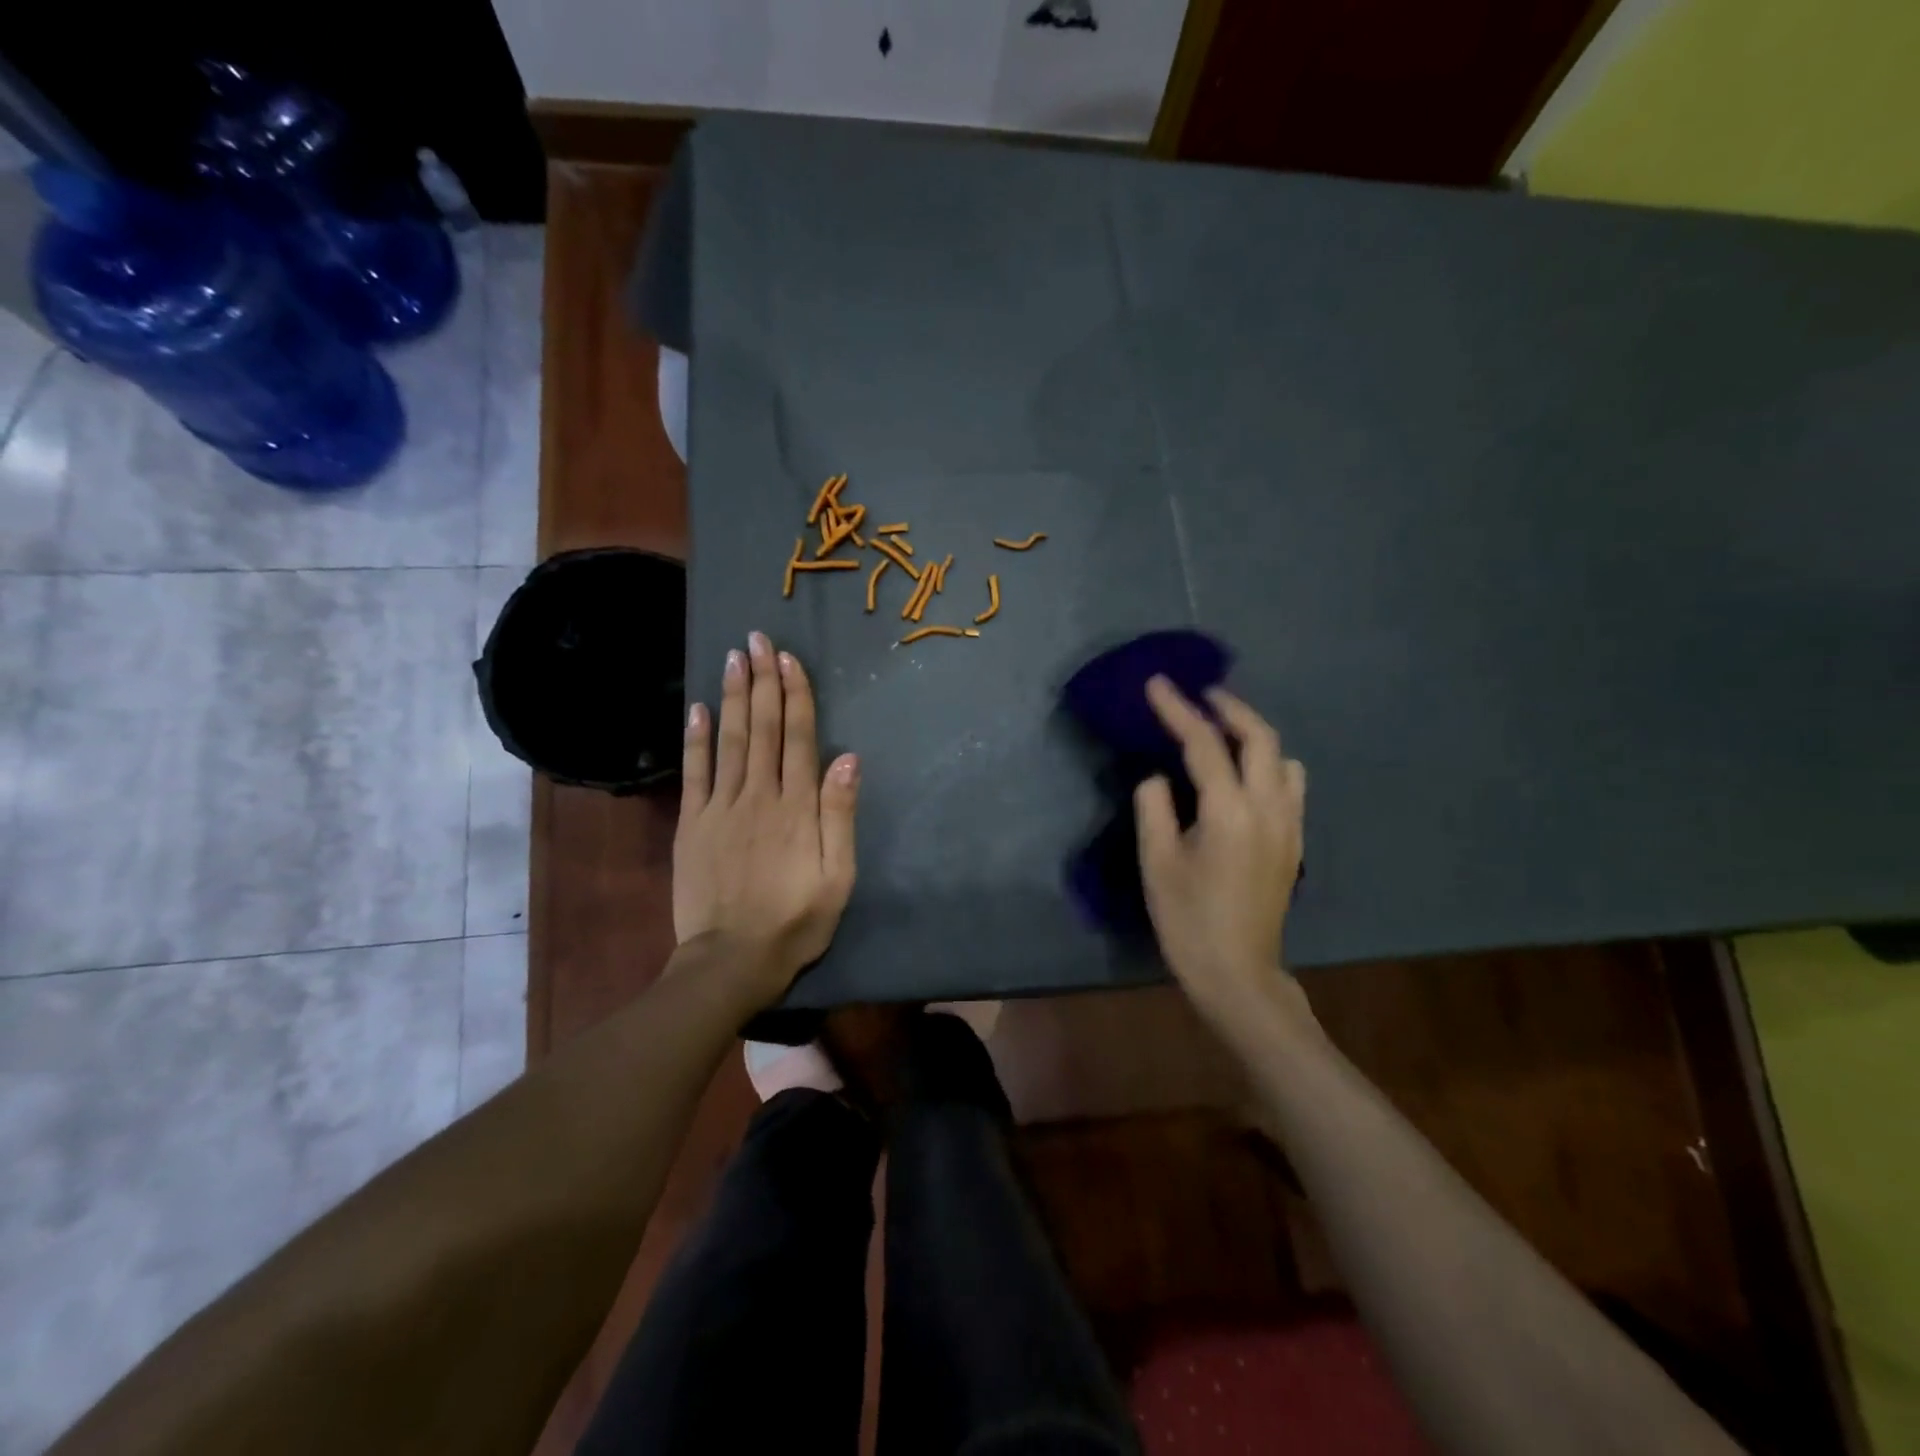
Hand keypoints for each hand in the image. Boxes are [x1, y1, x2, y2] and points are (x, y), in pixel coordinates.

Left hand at [674, 631, 858, 1004]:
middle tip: (758, 639)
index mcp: (797, 807)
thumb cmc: (795, 921)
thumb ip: (840, 816)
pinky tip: (696, 708)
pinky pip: (694, 772)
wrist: (732, 960)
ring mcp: (720, 807)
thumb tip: (847, 759)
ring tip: (733, 657)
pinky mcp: (692, 824)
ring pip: (729, 740)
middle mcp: (758, 795)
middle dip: (762, 681)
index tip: (788, 659)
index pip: (797, 738)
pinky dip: (695, 738)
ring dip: (731, 696)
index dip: (794, 695)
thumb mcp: (837, 877)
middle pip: (761, 728)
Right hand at [1136, 676, 1308, 1015]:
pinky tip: (1244, 777)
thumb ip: (1154, 807)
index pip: (1204, 743)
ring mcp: (1289, 825)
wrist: (1237, 972)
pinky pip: (1290, 785)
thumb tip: (1159, 778)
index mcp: (1229, 812)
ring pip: (1283, 758)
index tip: (1158, 683)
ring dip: (1255, 735)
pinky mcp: (1294, 842)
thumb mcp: (1156, 863)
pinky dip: (1268, 764)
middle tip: (1202, 694)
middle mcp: (1269, 808)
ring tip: (1225, 732)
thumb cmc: (1188, 920)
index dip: (1178, 709)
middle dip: (1230, 708)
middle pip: (1260, 737)